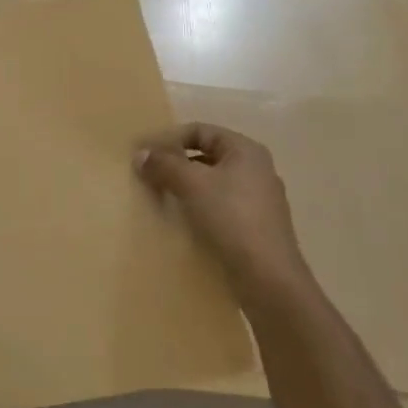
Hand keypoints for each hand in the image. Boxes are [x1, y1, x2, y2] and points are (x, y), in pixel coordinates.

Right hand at [135, 124, 311, 308]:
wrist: (267, 277)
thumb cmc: (231, 217)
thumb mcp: (191, 184)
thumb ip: (164, 164)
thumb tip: (140, 154)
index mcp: (246, 150)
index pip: (200, 131)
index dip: (169, 138)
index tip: (144, 154)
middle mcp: (256, 169)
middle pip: (207, 155)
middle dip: (175, 163)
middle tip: (148, 175)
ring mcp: (259, 199)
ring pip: (212, 182)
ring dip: (185, 186)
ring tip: (160, 198)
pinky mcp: (255, 226)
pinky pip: (219, 206)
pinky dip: (198, 207)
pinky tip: (182, 220)